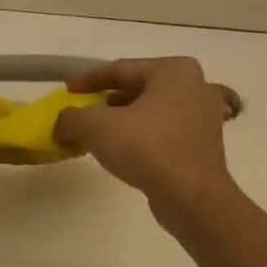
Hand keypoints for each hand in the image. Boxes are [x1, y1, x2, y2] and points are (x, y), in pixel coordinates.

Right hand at [53, 58, 242, 206]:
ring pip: (153, 111)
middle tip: (83, 112)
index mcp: (174, 71)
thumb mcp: (97, 127)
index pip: (121, 69)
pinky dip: (142, 137)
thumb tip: (62, 125)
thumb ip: (72, 119)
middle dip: (107, 101)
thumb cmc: (148, 148)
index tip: (66, 89)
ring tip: (98, 134)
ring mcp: (204, 117)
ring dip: (124, 121)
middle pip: (139, 89)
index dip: (88, 79)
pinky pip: (165, 133)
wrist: (192, 197)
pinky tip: (124, 152)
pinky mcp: (203, 146)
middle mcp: (195, 86)